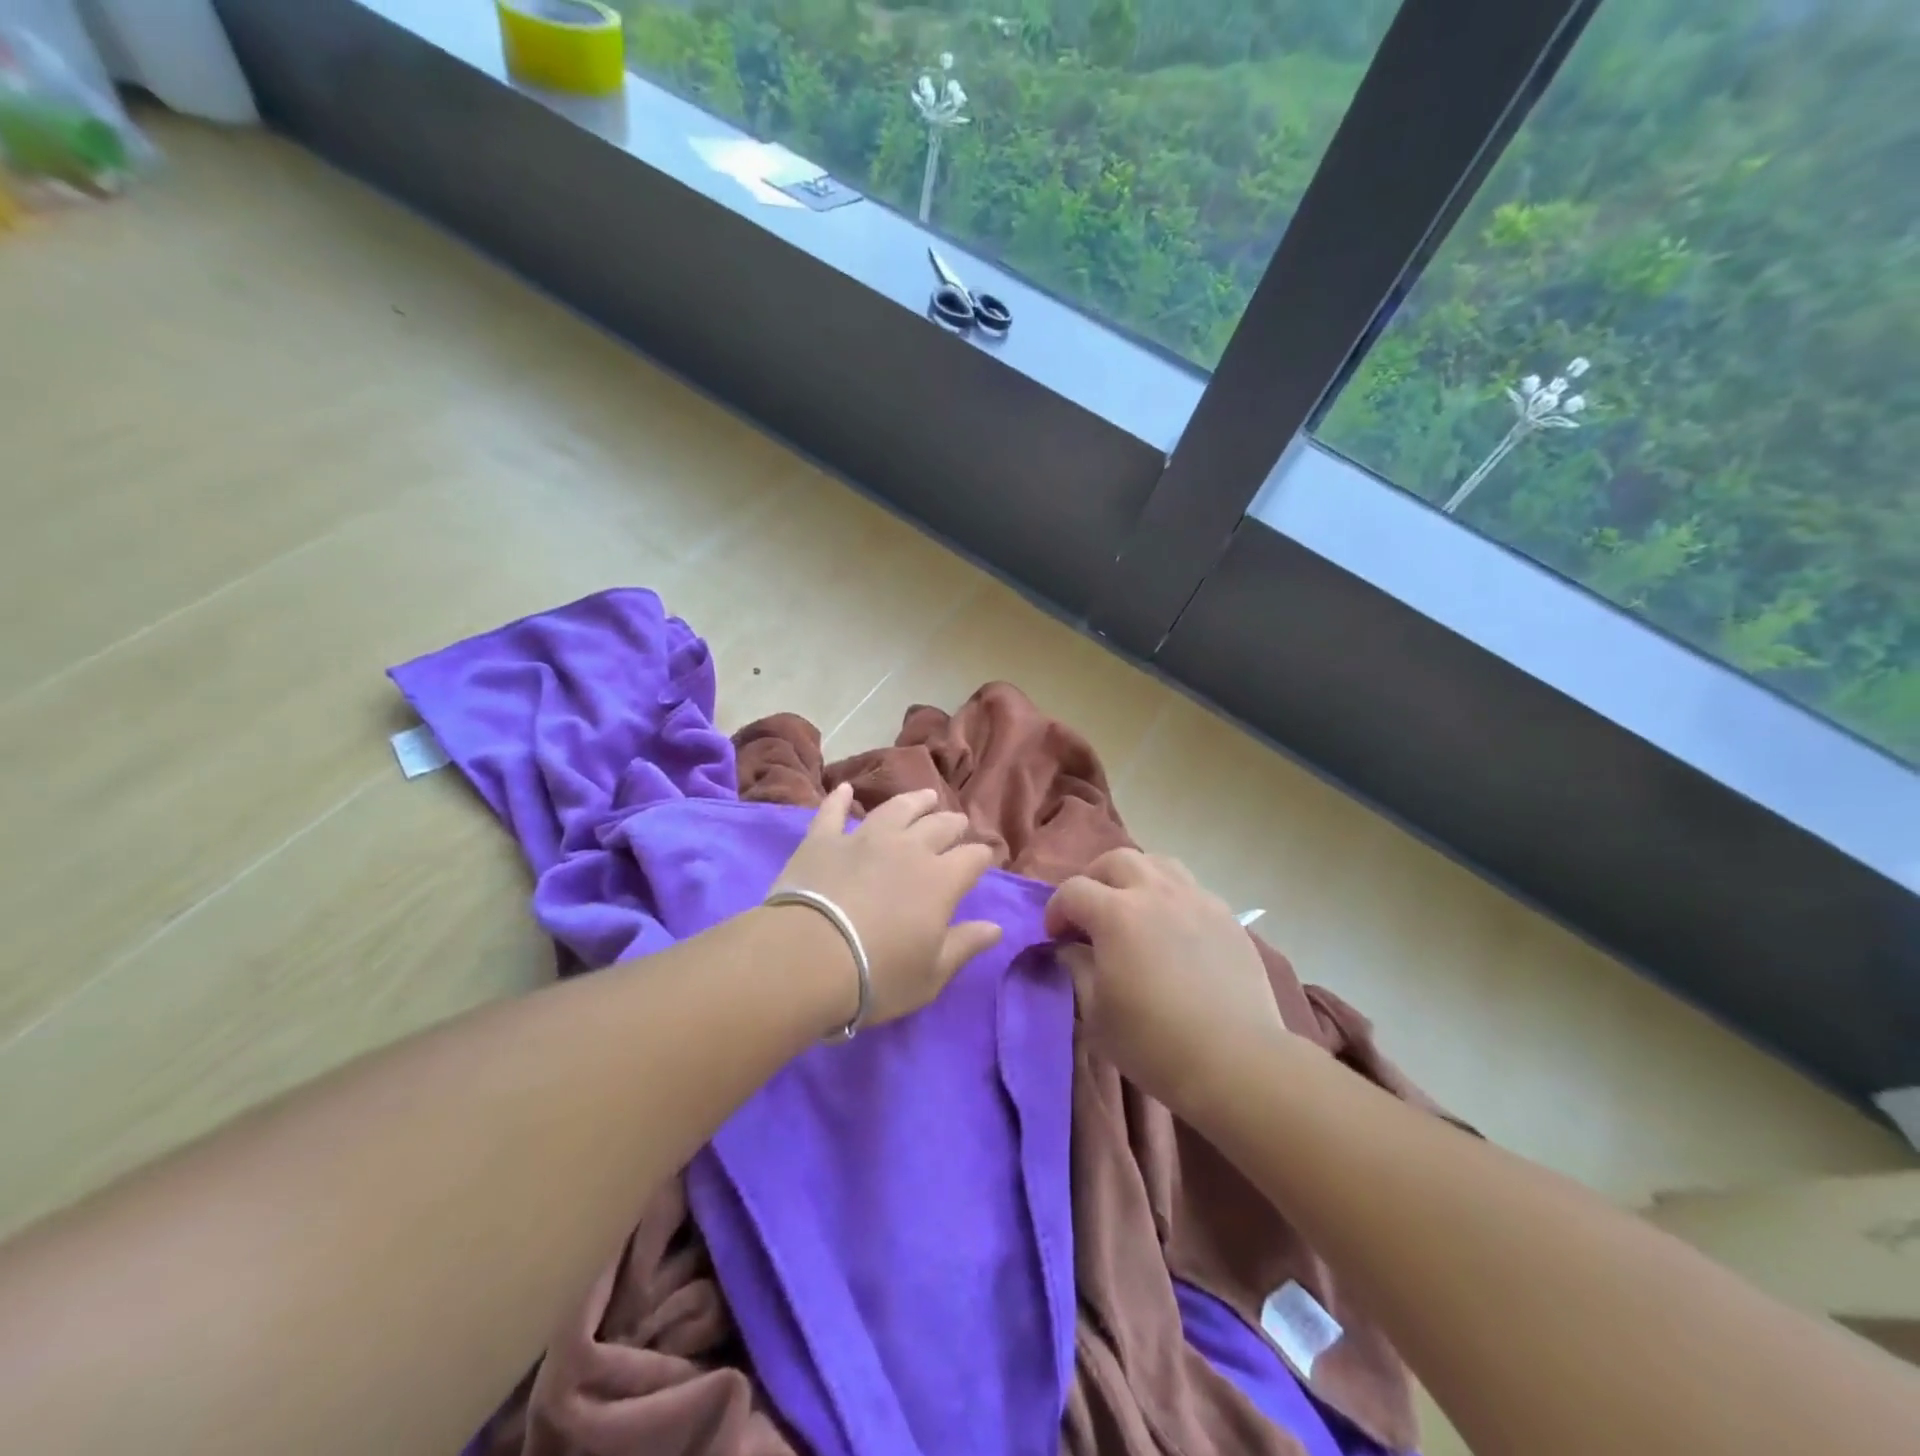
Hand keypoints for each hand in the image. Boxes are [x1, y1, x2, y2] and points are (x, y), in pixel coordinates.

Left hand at [771, 783, 1001, 1026]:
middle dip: (953, 823)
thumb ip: (965, 945)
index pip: (972, 858)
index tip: (985, 857)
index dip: (982, 856)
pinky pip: (834, 812)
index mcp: (941, 880)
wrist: (808, 958)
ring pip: (896, 808)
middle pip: (939, 826)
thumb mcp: (931, 974)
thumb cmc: (877, 975)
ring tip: (926, 796)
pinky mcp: (823, 840)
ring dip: (914, 801)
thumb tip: (996, 928)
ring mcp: (864, 839)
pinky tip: (845, 789)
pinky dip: (840, 799)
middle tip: (958, 823)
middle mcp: (908, 848)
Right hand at [1045, 849, 1285, 1116]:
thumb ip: (1077, 969)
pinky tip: (1173, 929)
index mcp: (1116, 913)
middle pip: (1116, 860)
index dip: (1056, 910)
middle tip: (1090, 914)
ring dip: (1135, 877)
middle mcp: (1155, 893)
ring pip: (1158, 863)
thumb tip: (1071, 948)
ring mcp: (1196, 899)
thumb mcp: (1095, 1013)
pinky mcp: (1226, 916)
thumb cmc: (1153, 1042)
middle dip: (1094, 880)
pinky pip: (1191, 889)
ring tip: (1132, 908)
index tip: (1055, 937)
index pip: (1073, 890)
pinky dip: (1171, 897)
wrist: (1234, 1061)